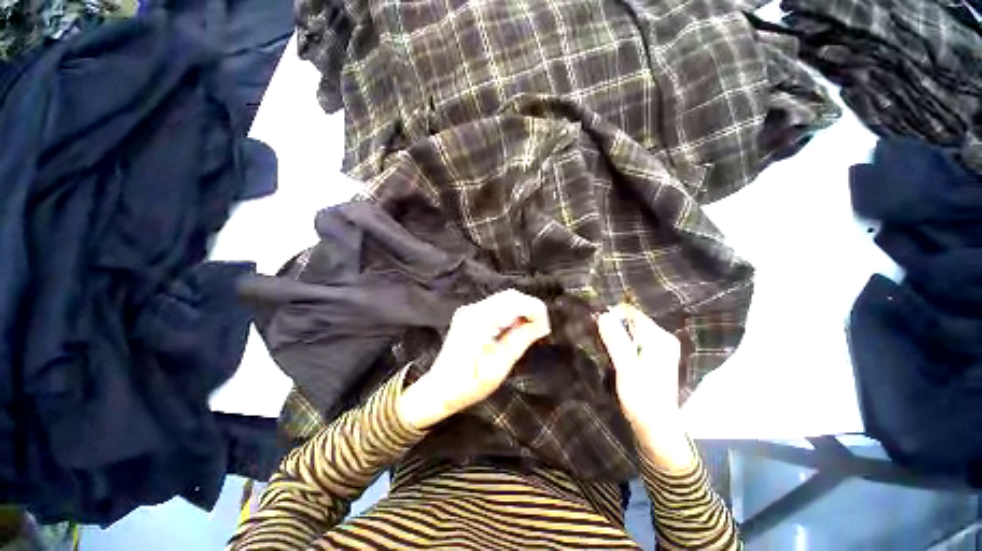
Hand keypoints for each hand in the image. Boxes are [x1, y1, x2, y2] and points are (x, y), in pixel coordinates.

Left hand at [398, 289, 550, 429]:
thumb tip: (542, 325)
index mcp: (479, 320)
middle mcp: (473, 308)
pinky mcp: (469, 315)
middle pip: (510, 296)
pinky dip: (510, 314)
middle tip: (540, 329)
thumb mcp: (499, 366)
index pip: (515, 301)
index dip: (536, 310)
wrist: (439, 390)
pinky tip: (514, 329)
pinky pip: (496, 307)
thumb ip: (521, 340)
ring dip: (521, 311)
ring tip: (530, 330)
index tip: (546, 328)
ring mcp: (470, 310)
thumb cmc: (468, 384)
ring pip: (504, 299)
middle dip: (530, 309)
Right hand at [597, 304, 694, 472]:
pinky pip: (636, 340)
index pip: (631, 312)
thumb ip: (616, 340)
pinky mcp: (656, 357)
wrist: (657, 427)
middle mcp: (663, 338)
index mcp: (658, 338)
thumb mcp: (625, 368)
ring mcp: (661, 348)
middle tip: (597, 338)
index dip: (611, 314)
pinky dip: (623, 343)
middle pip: (632, 320)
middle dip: (613, 325)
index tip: (595, 324)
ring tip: (604, 347)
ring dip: (616, 334)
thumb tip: (603, 315)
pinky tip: (615, 354)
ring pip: (632, 330)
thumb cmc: (641, 398)